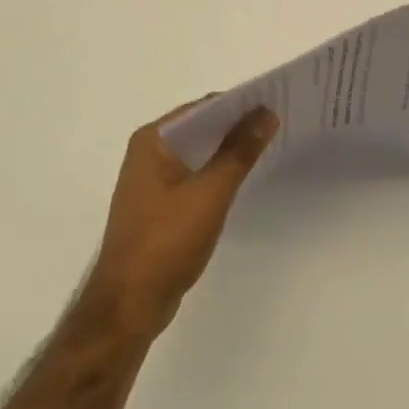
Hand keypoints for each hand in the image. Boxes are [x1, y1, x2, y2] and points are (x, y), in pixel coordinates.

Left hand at [85, 99, 277, 340]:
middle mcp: (148, 152)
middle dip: (236, 126)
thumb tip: (266, 113)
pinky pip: (194, 176)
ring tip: (269, 146)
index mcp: (152, 140)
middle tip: (279, 123)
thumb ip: (239, 151)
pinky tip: (242, 178)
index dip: (239, 104)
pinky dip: (217, 173)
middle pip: (200, 128)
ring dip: (228, 151)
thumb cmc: (166, 241)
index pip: (203, 108)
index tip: (275, 103)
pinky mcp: (159, 206)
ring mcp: (151, 181)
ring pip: (198, 154)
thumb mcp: (210, 192)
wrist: (128, 306)